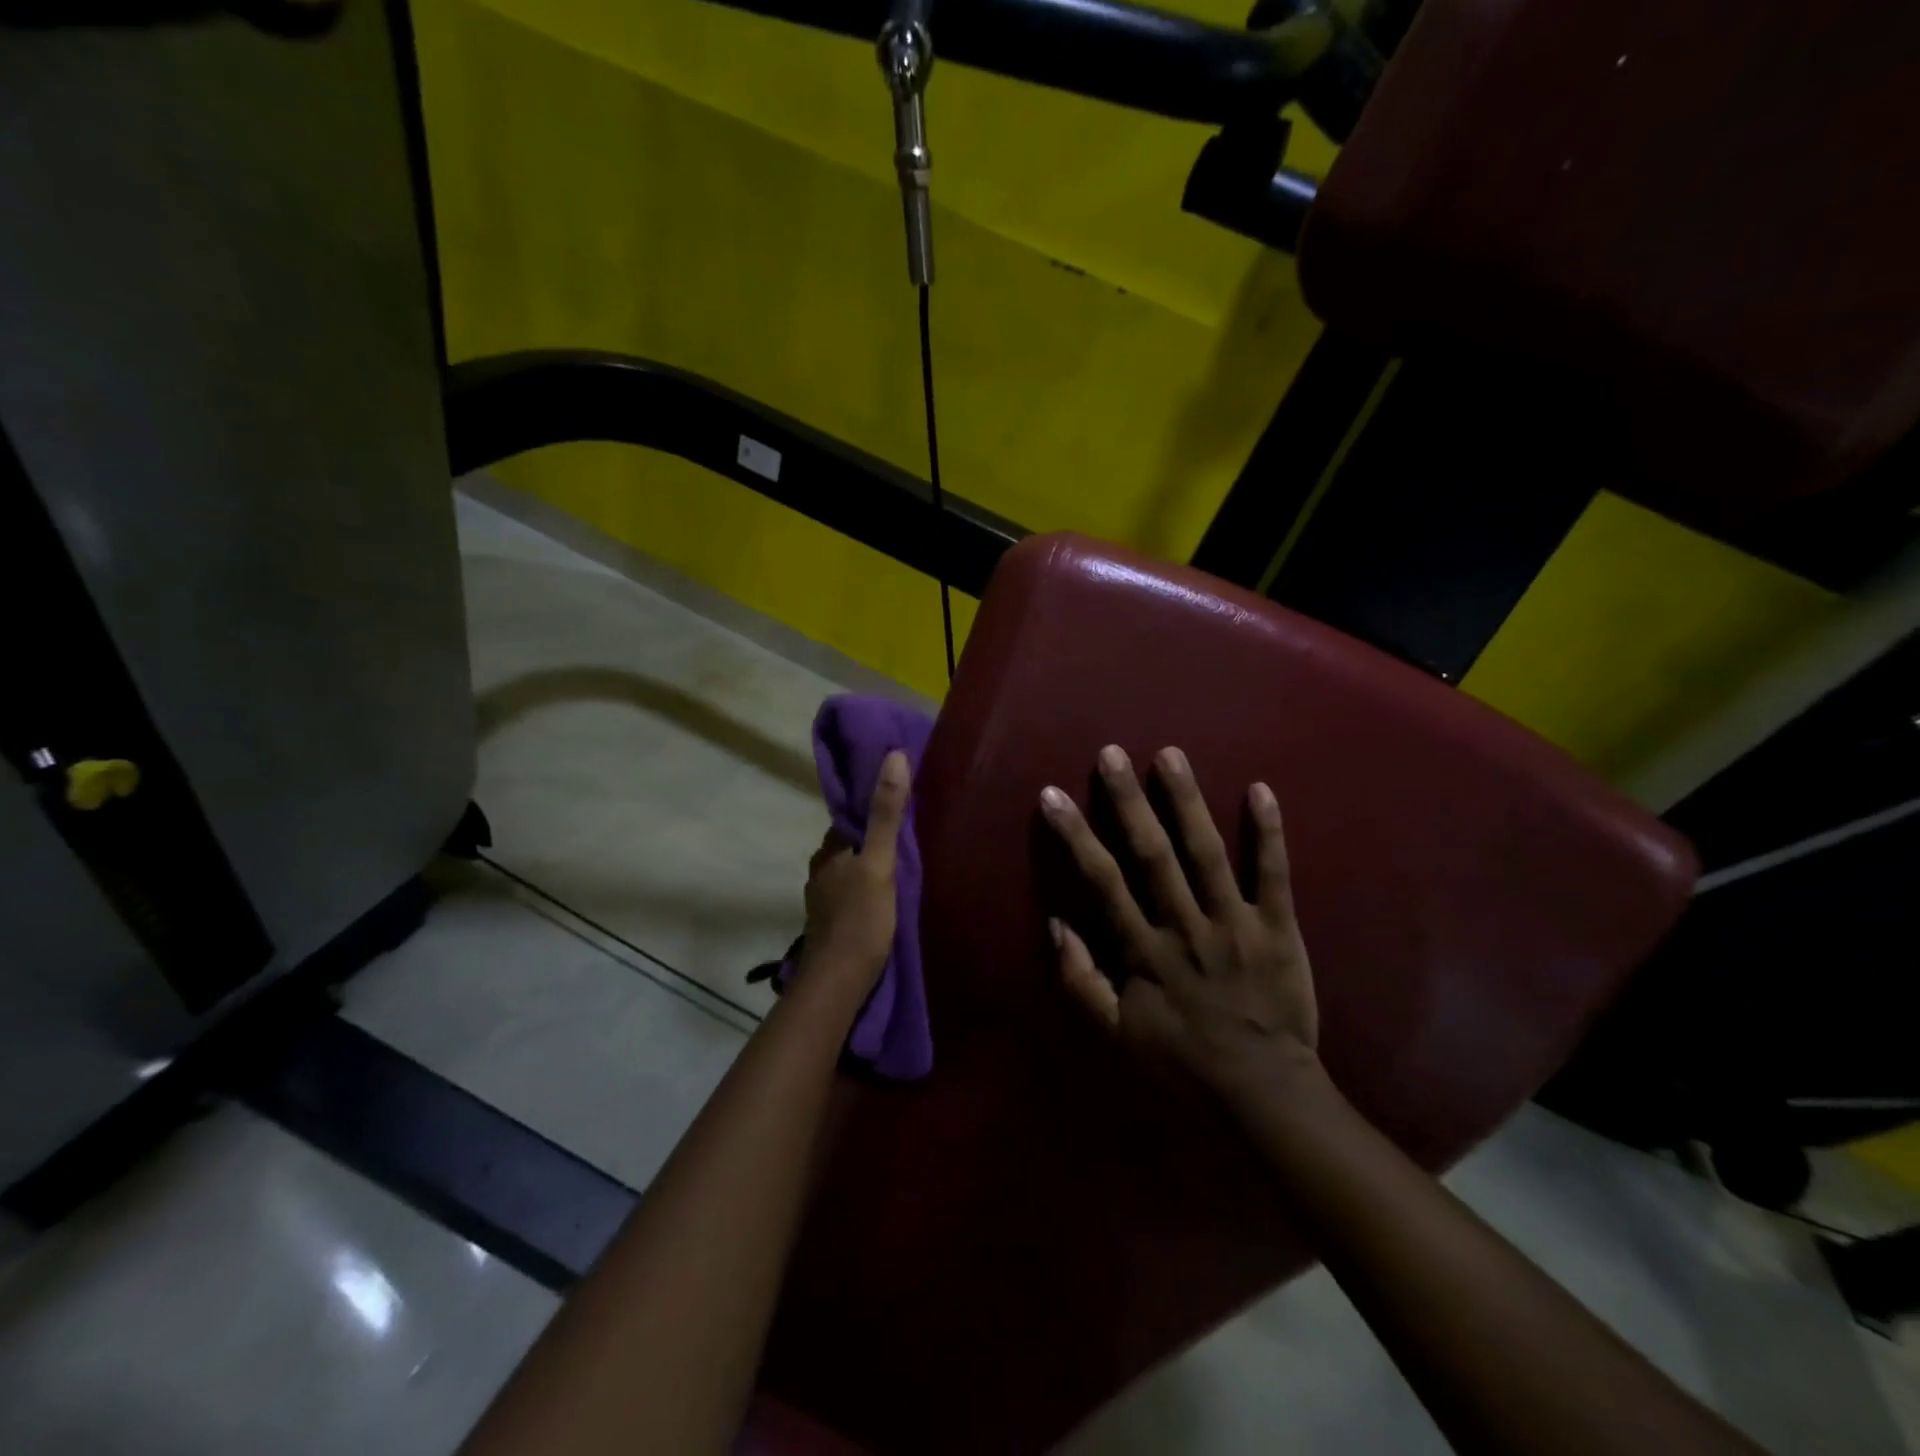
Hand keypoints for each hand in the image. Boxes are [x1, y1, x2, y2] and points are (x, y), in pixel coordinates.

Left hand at [800, 749, 910, 991]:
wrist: (838, 983)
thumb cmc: (860, 919)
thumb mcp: (880, 863)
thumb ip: (886, 813)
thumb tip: (893, 756)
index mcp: (829, 852)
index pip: (850, 819)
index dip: (872, 809)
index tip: (901, 803)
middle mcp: (821, 871)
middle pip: (851, 845)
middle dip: (873, 839)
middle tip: (910, 836)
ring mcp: (824, 901)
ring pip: (851, 871)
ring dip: (870, 866)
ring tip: (902, 867)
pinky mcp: (832, 925)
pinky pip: (852, 895)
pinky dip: (867, 890)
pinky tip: (886, 899)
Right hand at [1040, 745, 1319, 1100]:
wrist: (1264, 1093)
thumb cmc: (1183, 1062)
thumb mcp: (1116, 1035)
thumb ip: (1080, 980)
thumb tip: (1056, 923)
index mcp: (1144, 950)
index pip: (1102, 881)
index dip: (1075, 836)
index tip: (1052, 795)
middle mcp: (1185, 926)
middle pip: (1152, 854)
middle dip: (1128, 801)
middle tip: (1111, 753)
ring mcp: (1235, 923)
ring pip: (1207, 852)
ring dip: (1187, 801)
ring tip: (1171, 755)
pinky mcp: (1278, 927)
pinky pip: (1274, 875)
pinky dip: (1268, 833)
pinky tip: (1261, 789)